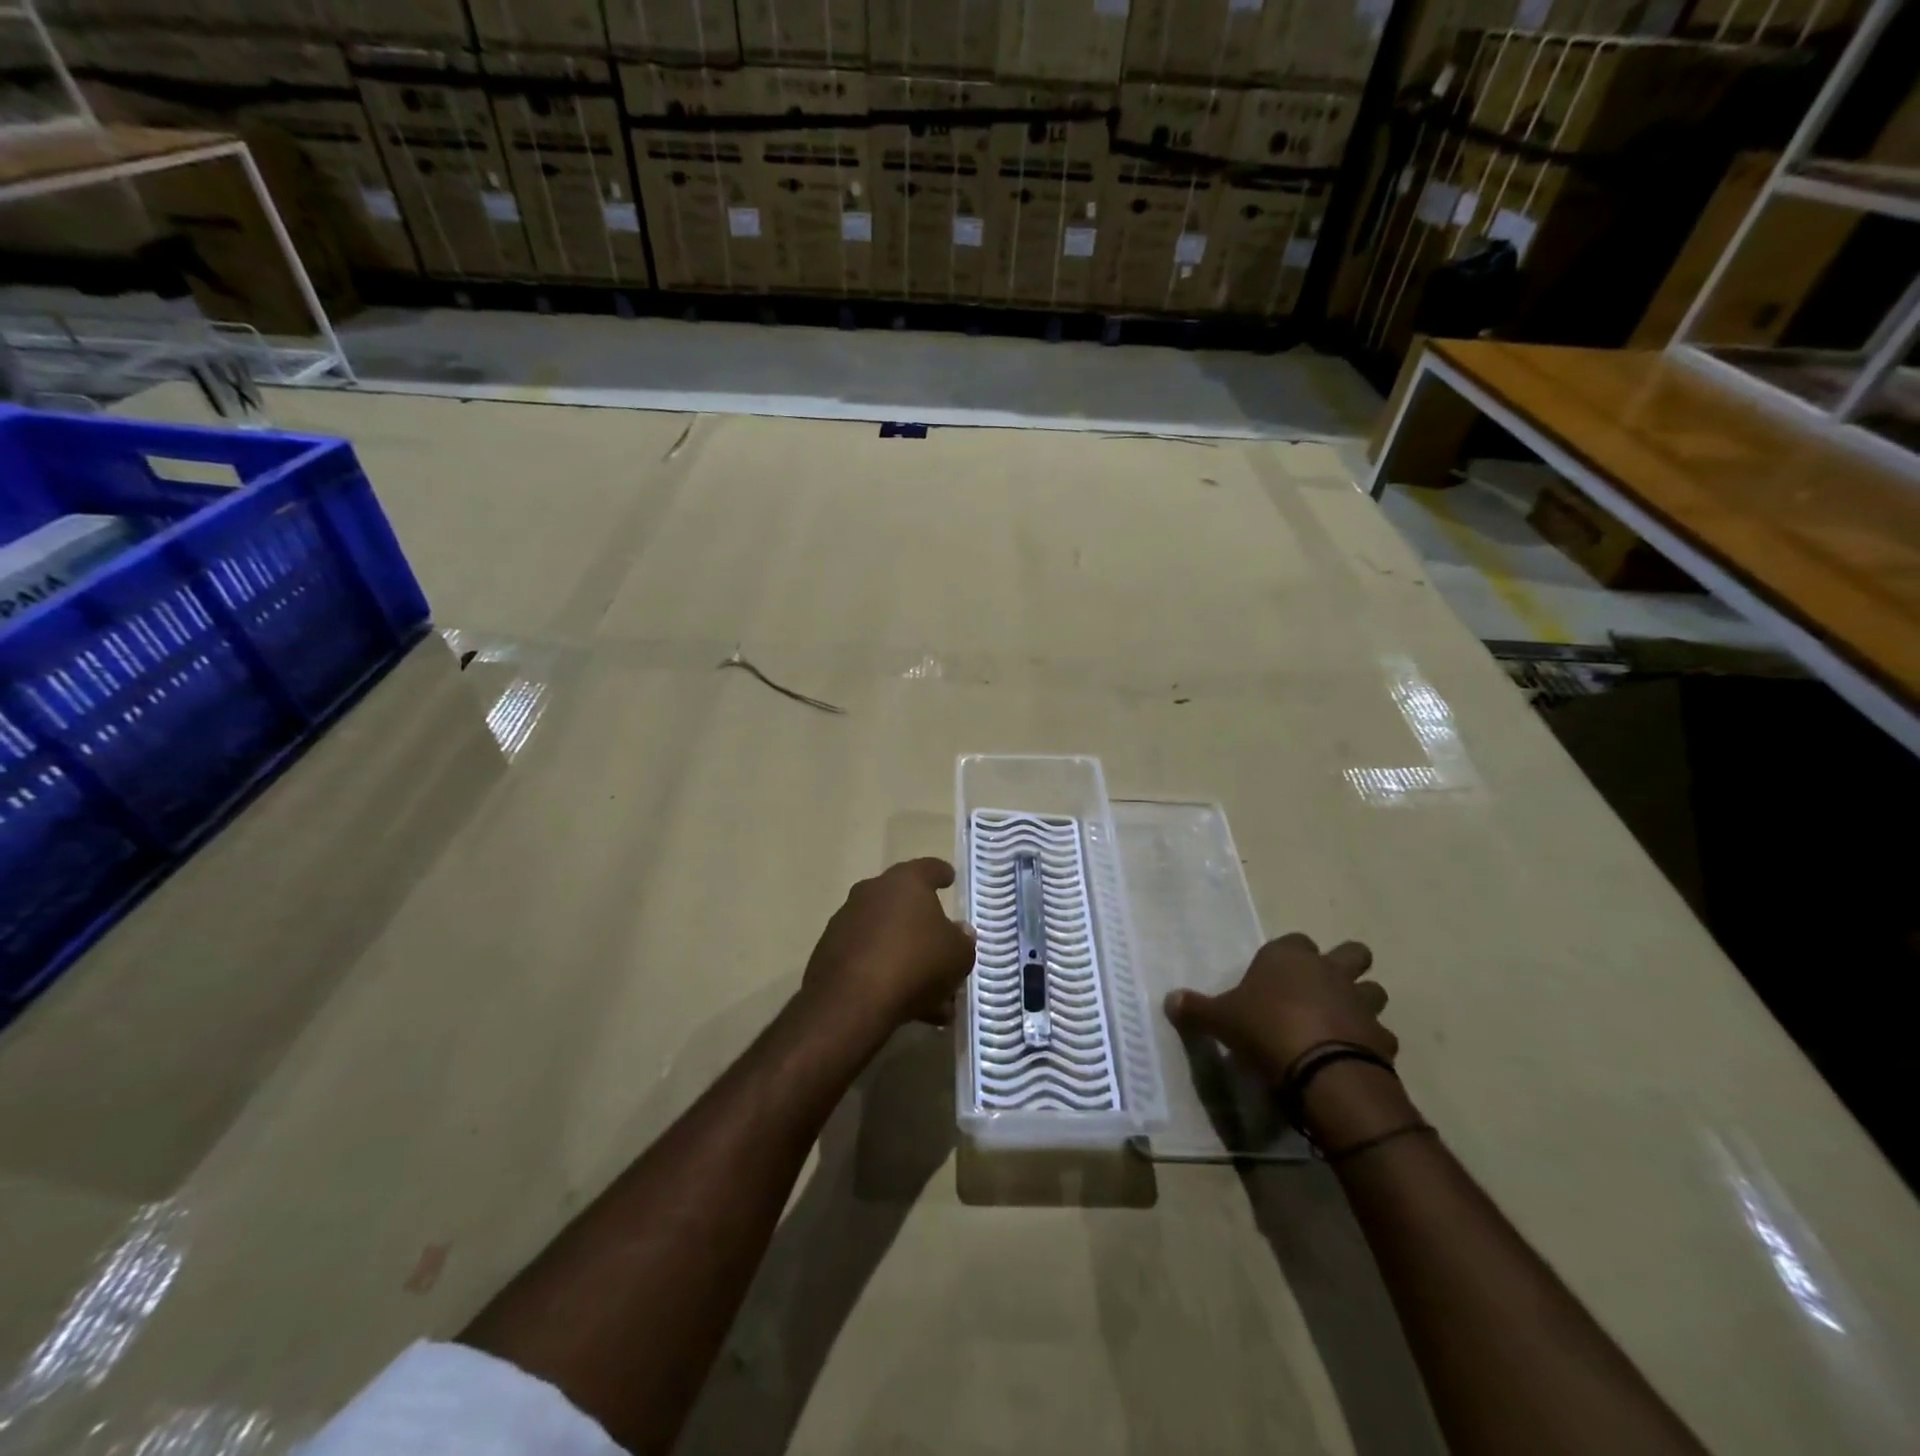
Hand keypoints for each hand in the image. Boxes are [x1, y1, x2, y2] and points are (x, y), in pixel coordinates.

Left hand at [801, 859, 974, 1042]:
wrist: (851, 1001)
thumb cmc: (915, 964)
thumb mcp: (957, 955)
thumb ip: (962, 940)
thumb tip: (959, 931)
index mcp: (905, 882)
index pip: (928, 868)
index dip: (941, 873)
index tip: (949, 877)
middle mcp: (872, 892)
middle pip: (903, 903)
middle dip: (923, 926)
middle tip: (941, 948)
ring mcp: (846, 921)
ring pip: (885, 935)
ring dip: (904, 956)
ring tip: (928, 993)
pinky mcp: (828, 952)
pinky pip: (866, 957)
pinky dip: (883, 973)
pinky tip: (901, 1002)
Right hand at [1165, 933, 1393, 1083]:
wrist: (1321, 1071)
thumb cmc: (1264, 1029)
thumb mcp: (1220, 1019)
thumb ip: (1197, 1009)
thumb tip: (1169, 999)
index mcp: (1289, 957)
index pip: (1294, 940)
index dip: (1288, 956)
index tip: (1276, 976)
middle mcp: (1329, 970)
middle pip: (1352, 952)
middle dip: (1345, 965)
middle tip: (1324, 989)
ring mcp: (1361, 1003)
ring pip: (1374, 991)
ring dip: (1362, 1003)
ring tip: (1342, 1024)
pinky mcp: (1381, 1038)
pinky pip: (1381, 1036)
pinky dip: (1371, 1044)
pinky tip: (1354, 1058)